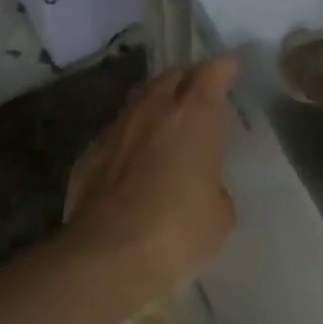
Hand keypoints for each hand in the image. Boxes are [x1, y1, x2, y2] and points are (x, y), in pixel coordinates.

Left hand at [61, 57, 240, 310]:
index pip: (212, 73)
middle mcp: (154, 111)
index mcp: (194, 117)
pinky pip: (118, 130)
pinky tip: (136, 154)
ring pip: (141, 98)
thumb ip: (215, 185)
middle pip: (172, 76)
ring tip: (168, 114)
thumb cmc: (178, 231)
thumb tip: (202, 185)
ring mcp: (117, 129)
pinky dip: (133, 133)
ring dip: (158, 100)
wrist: (107, 257)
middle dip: (189, 76)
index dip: (224, 67)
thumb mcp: (220, 213)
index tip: (232, 66)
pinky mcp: (90, 154)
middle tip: (201, 87)